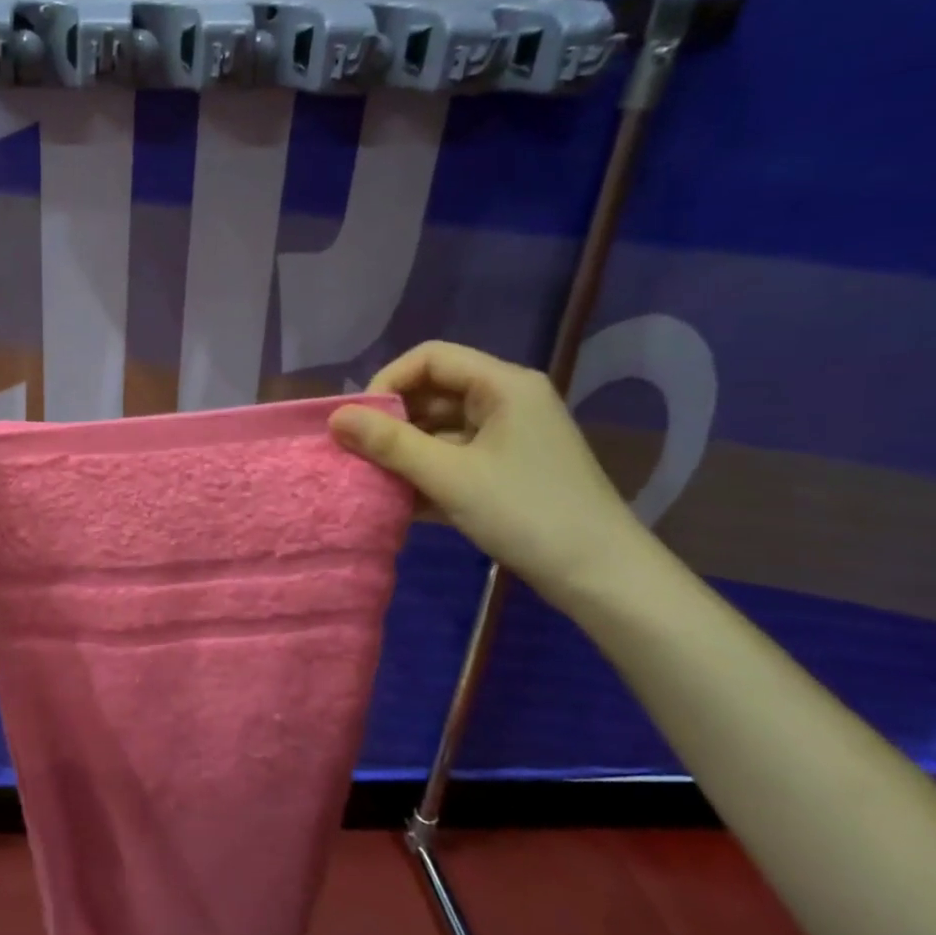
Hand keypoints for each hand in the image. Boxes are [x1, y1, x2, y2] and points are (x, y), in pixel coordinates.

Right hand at [328, 341, 646, 606]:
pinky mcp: (507, 469)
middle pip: (433, 392)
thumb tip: (334, 417)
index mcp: (503, 385)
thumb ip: (389, 443)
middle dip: (392, 422)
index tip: (359, 422)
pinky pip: (454, 456)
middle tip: (358, 454)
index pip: (430, 358)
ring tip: (373, 480)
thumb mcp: (449, 476)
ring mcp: (509, 436)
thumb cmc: (526, 513)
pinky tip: (399, 501)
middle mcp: (507, 400)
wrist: (601, 576)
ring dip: (405, 452)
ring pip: (440, 428)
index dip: (387, 382)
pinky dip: (426, 472)